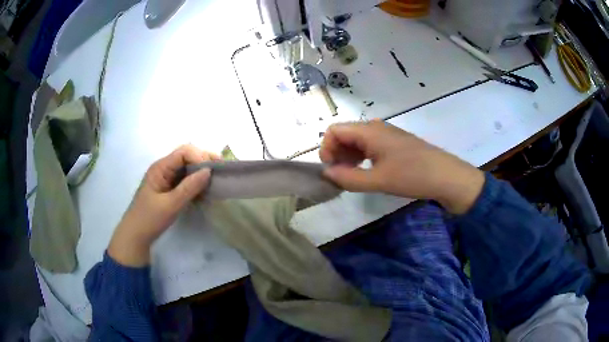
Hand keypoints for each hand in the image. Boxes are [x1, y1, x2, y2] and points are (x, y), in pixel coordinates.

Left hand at [108, 145, 219, 266]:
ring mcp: (166, 178)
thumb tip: (208, 171)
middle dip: (204, 160)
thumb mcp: (170, 205)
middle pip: (187, 155)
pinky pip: (185, 178)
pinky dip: (196, 181)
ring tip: (215, 180)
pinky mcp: (169, 187)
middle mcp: (164, 168)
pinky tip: (205, 189)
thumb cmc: (150, 219)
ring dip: (201, 171)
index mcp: (161, 167)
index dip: (200, 157)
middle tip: (220, 172)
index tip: (213, 172)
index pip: (184, 152)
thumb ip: (189, 187)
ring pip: (187, 167)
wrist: (135, 235)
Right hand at [319, 120, 484, 213]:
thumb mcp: (378, 181)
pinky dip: (362, 157)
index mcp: (369, 131)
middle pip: (345, 134)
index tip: (330, 170)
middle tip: (341, 177)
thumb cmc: (412, 176)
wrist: (446, 176)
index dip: (326, 149)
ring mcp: (386, 134)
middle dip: (336, 154)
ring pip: (357, 140)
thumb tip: (326, 173)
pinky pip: (370, 145)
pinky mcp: (395, 143)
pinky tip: (368, 172)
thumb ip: (348, 178)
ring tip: (353, 177)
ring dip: (349, 157)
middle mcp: (375, 127)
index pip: (334, 130)